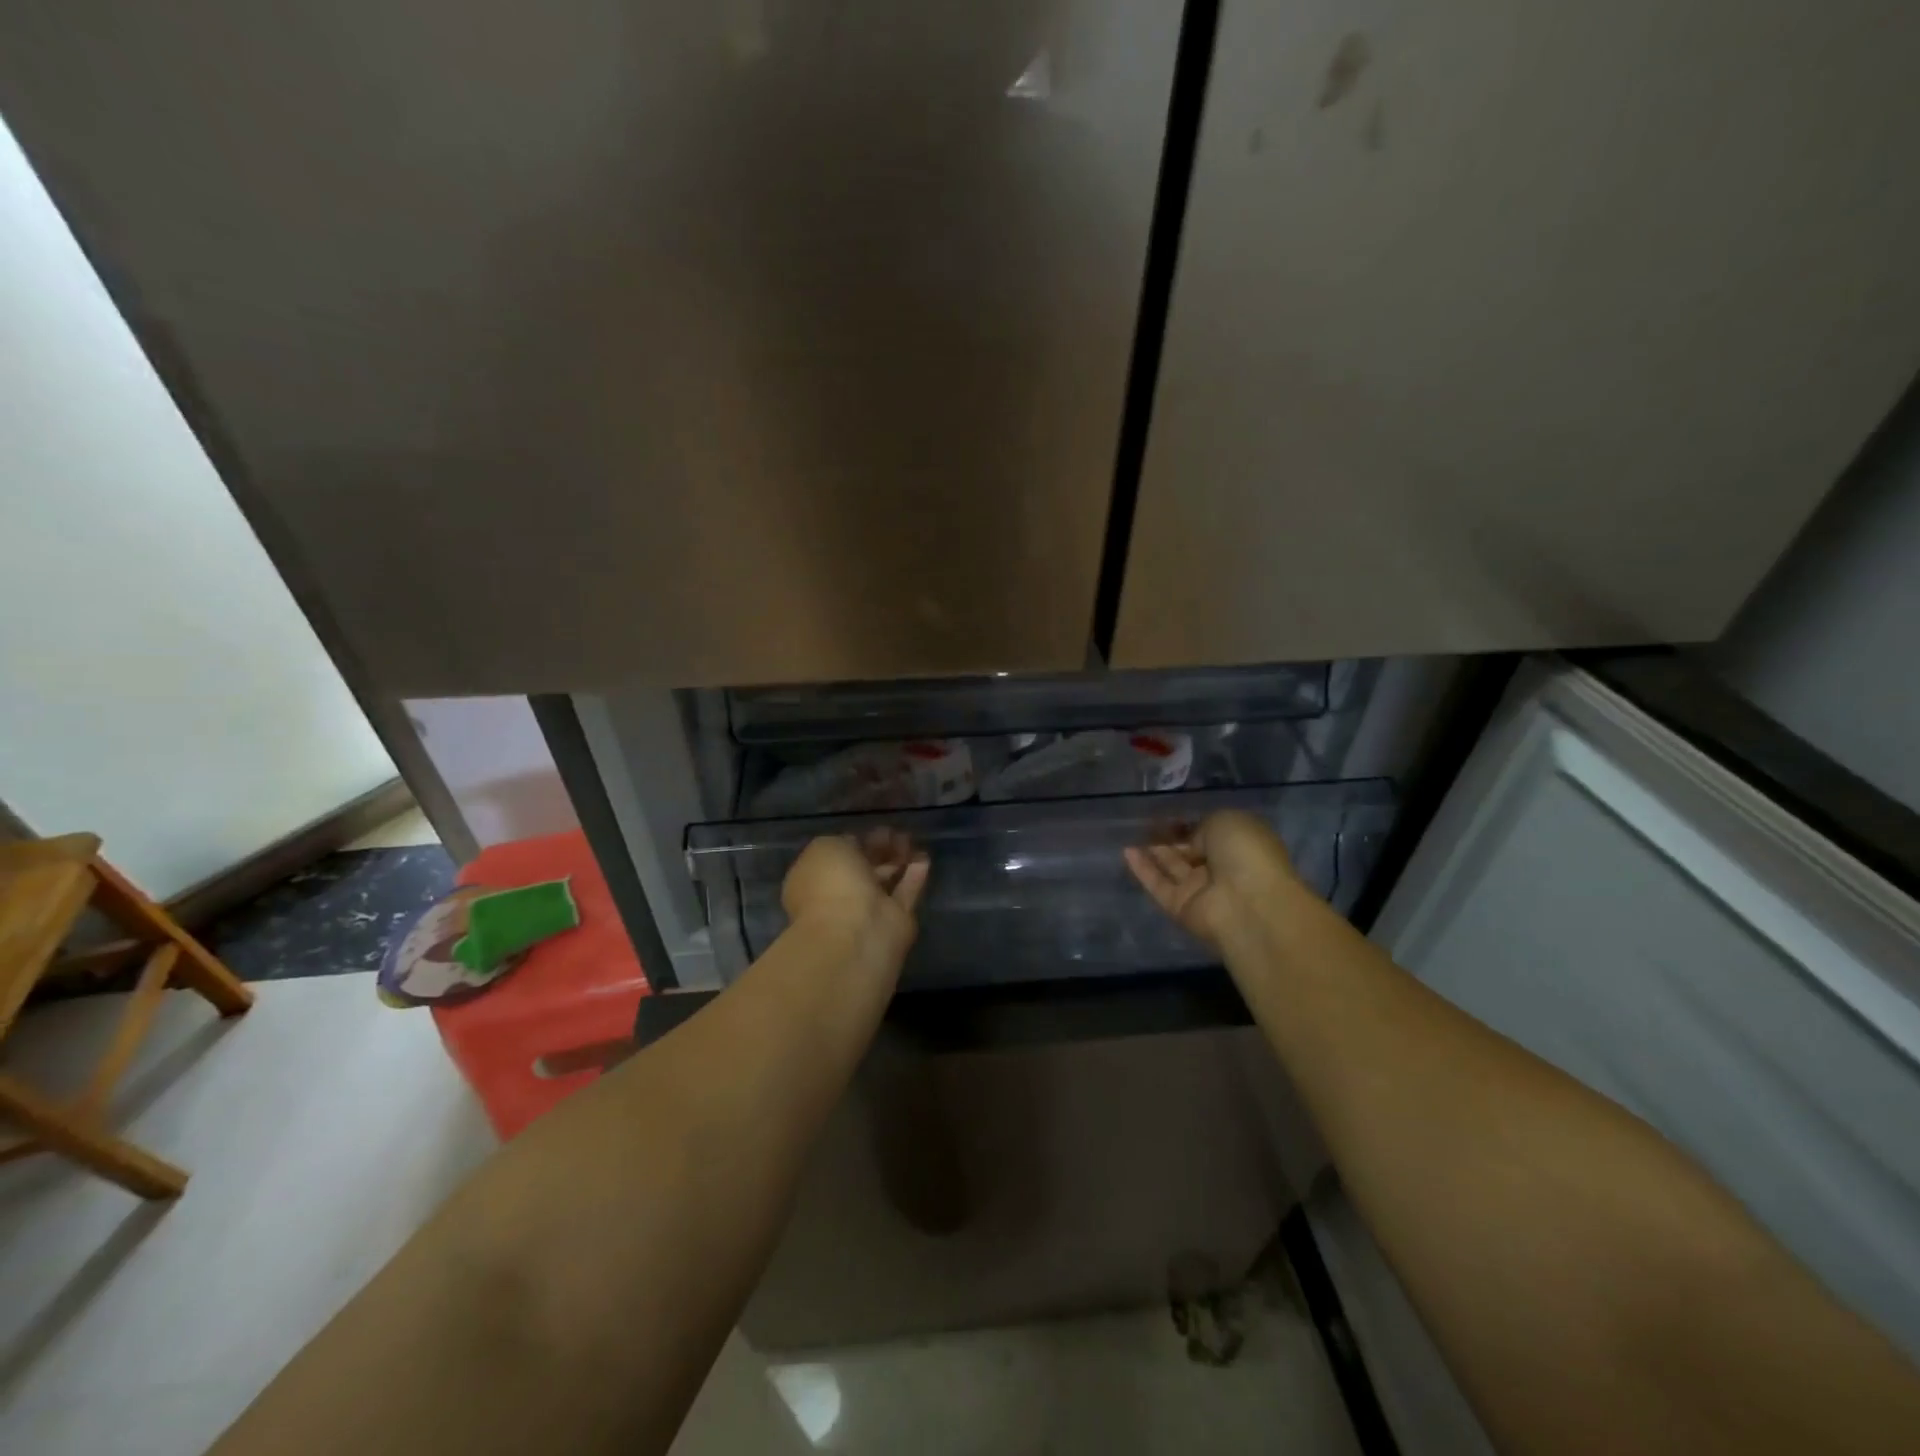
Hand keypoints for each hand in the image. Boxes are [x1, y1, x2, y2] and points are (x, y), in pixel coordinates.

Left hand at [782, 831, 929, 964]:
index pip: (837, 856)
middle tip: (897, 834)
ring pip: (883, 881)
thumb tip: (858, 845)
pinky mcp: (894, 921)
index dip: (857, 841)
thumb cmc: (832, 884)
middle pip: (862, 868)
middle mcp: (838, 896)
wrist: (856, 932)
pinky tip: (924, 859)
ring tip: (911, 841)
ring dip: (897, 861)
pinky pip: (905, 893)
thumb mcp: (827, 847)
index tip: (875, 829)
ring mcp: (866, 912)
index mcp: (813, 879)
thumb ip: (842, 842)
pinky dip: (914, 877)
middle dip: (879, 850)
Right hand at [1124, 810, 1300, 953]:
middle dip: (1169, 838)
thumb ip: (1203, 826)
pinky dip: (1143, 870)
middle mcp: (1222, 869)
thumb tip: (1191, 840)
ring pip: (1172, 868)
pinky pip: (1159, 885)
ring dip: (1153, 851)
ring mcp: (1201, 891)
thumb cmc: (1246, 853)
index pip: (1210, 834)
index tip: (1168, 814)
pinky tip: (1126, 851)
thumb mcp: (1226, 821)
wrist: (1249, 904)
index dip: (1190, 824)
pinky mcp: (1181, 908)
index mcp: (1240, 846)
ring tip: (1129, 832)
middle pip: (1190, 852)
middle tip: (1144, 822)